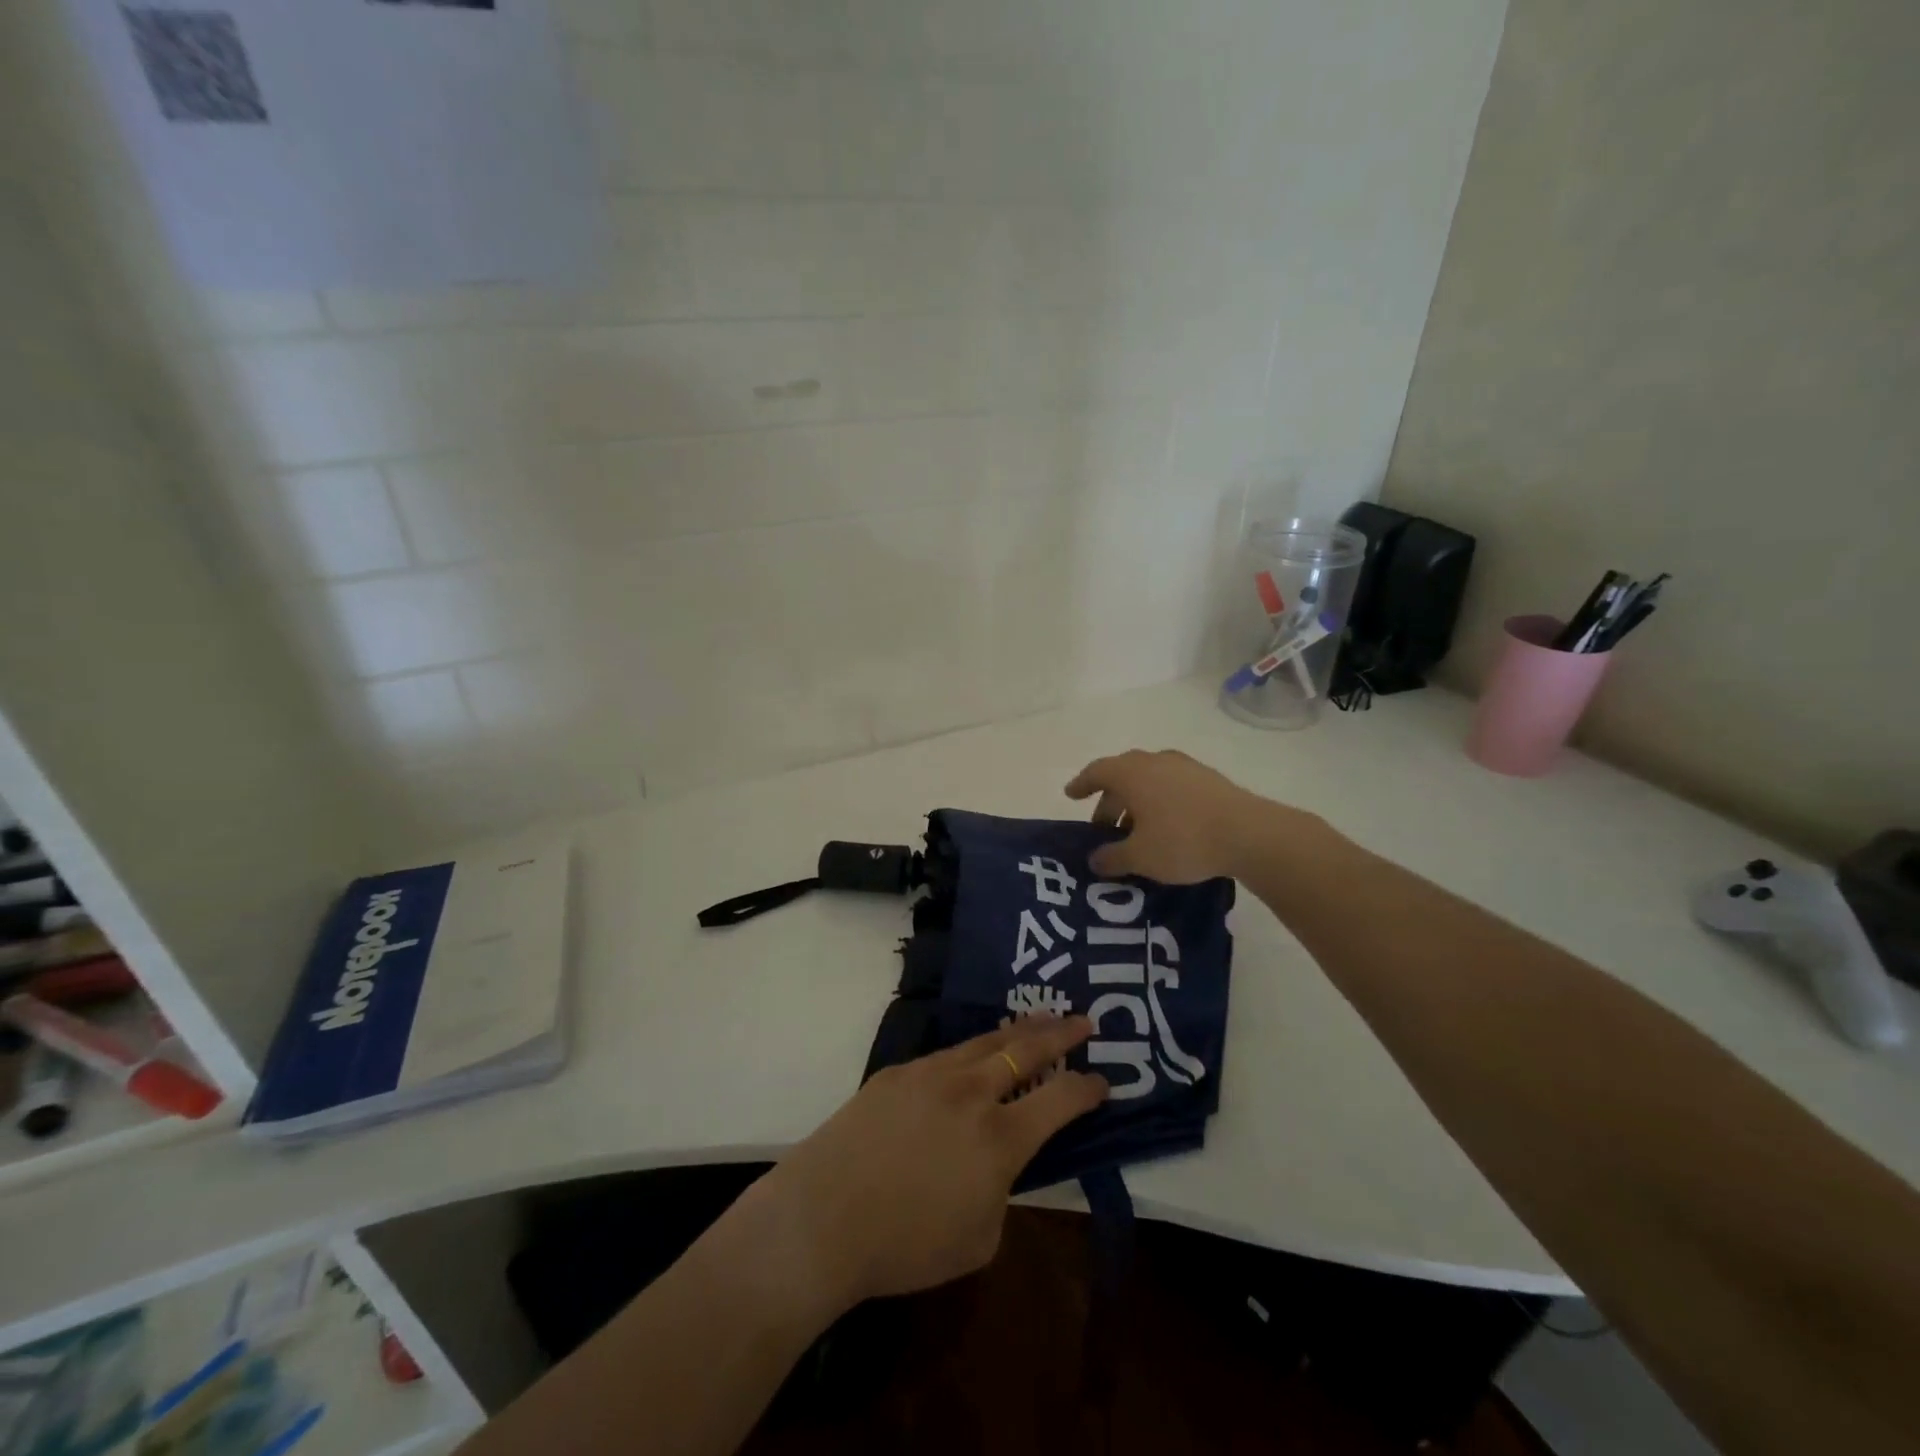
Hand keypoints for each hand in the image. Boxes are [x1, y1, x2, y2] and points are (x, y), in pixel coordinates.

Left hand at [741, 1017, 1107, 1314]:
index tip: (1103, 1081)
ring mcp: (931, 1074)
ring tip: (1038, 1020)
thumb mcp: (979, 1239)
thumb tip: (997, 1165)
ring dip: (1018, 1030)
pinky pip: (945, 1055)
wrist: (823, 1217)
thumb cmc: (905, 1245)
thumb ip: (1001, 1192)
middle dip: (1061, 1033)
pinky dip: (971, 1050)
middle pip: (1026, 1049)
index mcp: (1000, 1138)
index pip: (1059, 1100)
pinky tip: (974, 1053)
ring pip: (985, 1041)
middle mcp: (971, 1093)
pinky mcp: (898, 1072)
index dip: (1087, 1088)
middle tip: (1083, 1020)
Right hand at [1065, 748, 1293, 881]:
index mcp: (1131, 773)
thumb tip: (1094, 859)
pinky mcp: (1209, 779)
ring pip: (1149, 781)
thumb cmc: (1183, 840)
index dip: (1081, 784)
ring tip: (1136, 832)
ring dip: (1136, 803)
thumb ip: (1112, 857)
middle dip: (1110, 801)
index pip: (1097, 771)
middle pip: (1123, 776)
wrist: (1249, 834)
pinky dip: (1160, 803)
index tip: (1071, 795)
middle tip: (1104, 828)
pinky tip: (1167, 827)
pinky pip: (1172, 786)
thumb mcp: (1140, 857)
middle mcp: (1155, 762)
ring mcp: (1185, 767)